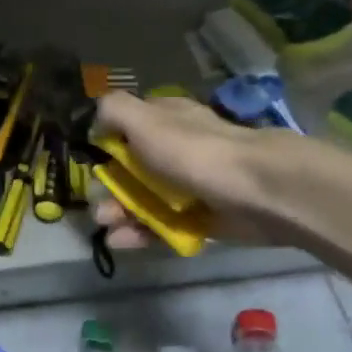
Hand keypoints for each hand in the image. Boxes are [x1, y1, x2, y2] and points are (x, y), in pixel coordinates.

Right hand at [91, 91, 291, 249]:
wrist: (259, 191)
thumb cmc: (194, 151)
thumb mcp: (144, 120)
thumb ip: (114, 110)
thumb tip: (96, 119)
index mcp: (166, 120)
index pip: (128, 127)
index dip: (106, 145)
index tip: (92, 164)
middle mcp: (177, 149)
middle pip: (132, 169)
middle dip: (110, 188)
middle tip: (98, 206)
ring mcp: (190, 185)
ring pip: (145, 200)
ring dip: (120, 214)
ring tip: (107, 228)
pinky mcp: (201, 218)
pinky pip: (163, 226)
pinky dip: (141, 234)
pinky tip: (122, 241)